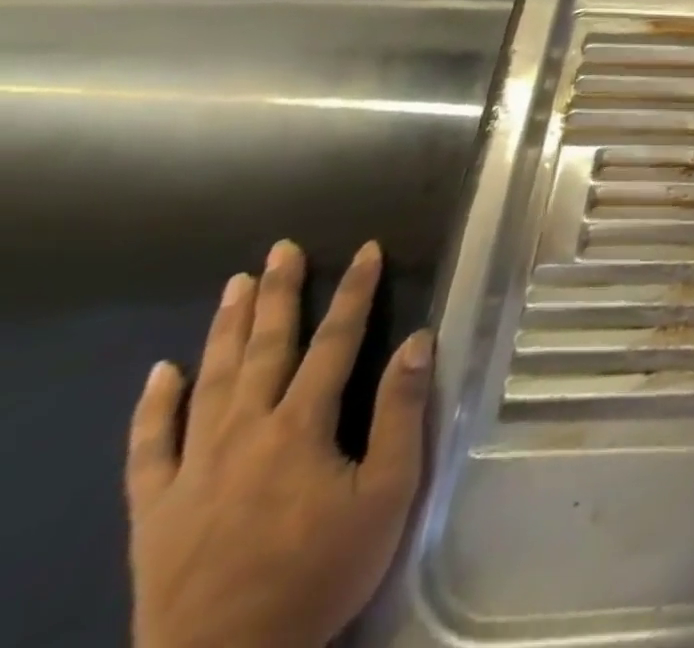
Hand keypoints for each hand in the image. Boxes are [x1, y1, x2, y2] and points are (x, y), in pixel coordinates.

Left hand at [125, 240, 433, 647]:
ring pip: (209, 382)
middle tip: (282, 249)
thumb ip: (400, 413)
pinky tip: (161, 372)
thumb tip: (416, 340)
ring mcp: (190, 471)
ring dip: (225, 329)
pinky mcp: (154, 510)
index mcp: (300, 428)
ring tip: (236, 284)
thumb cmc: (321, 572)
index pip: (335, 342)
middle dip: (279, 294)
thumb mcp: (387, 493)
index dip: (355, 291)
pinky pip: (149, 448)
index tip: (368, 249)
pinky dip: (153, 407)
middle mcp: (243, 434)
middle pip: (264, 349)